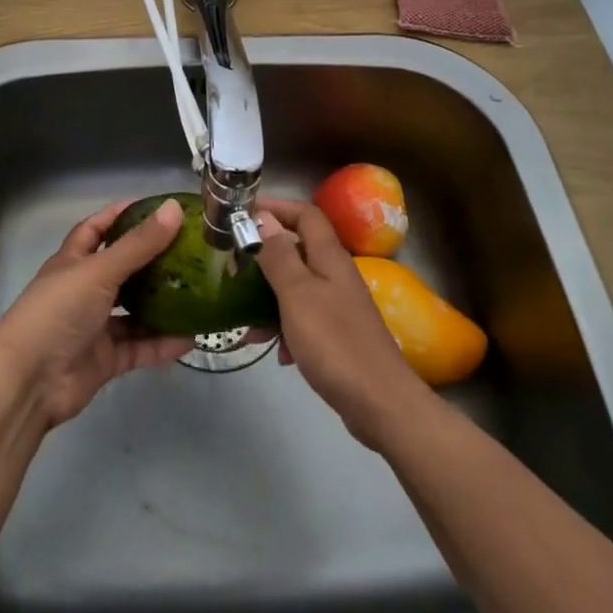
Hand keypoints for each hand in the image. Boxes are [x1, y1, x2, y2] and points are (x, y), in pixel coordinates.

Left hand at [0, 199, 196, 428]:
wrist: (29, 381)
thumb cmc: (58, 311)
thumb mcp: (99, 271)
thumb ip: (138, 244)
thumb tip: (174, 208)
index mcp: (73, 262)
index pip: (96, 230)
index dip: (120, 216)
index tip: (154, 208)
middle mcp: (83, 291)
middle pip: (121, 270)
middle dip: (151, 261)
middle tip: (189, 251)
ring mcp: (94, 327)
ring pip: (133, 311)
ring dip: (161, 304)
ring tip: (197, 293)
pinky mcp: (104, 360)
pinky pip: (139, 348)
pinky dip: (162, 344)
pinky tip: (190, 338)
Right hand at [253, 197, 435, 448]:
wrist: (380, 404)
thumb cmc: (334, 343)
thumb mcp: (298, 294)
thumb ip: (279, 255)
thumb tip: (262, 217)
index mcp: (329, 257)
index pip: (305, 214)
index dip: (275, 208)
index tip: (242, 215)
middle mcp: (336, 275)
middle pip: (297, 250)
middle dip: (263, 256)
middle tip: (233, 270)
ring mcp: (338, 306)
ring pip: (296, 287)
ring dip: (268, 298)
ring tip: (244, 322)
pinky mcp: (337, 335)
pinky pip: (303, 319)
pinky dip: (284, 328)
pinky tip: (275, 352)